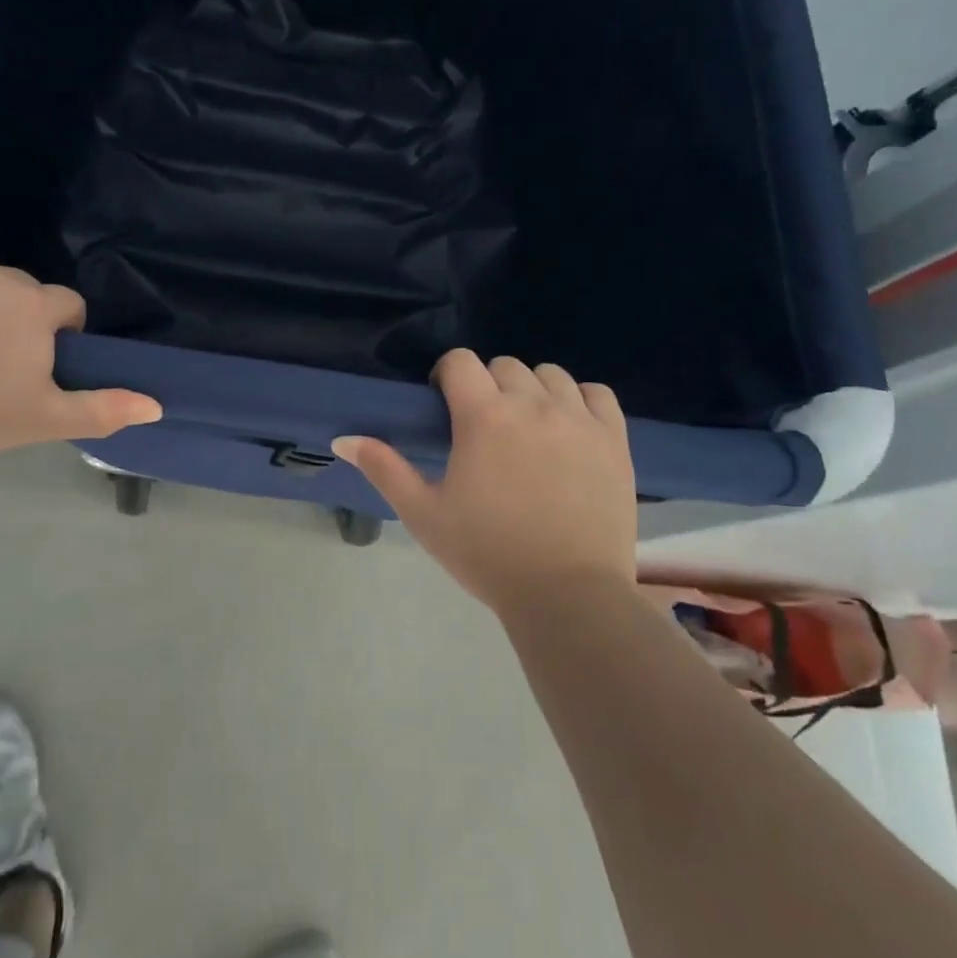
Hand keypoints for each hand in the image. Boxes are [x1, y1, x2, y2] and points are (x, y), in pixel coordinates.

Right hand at [332, 350, 635, 612]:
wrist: (568, 597)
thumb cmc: (487, 554)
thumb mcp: (424, 514)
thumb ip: (383, 469)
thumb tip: (342, 439)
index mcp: (483, 417)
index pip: (460, 361)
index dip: (447, 374)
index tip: (445, 402)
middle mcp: (532, 404)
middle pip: (505, 366)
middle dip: (487, 385)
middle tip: (484, 426)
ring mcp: (579, 419)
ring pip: (551, 375)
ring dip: (532, 390)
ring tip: (527, 426)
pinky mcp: (614, 440)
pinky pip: (597, 394)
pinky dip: (580, 400)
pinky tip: (570, 427)